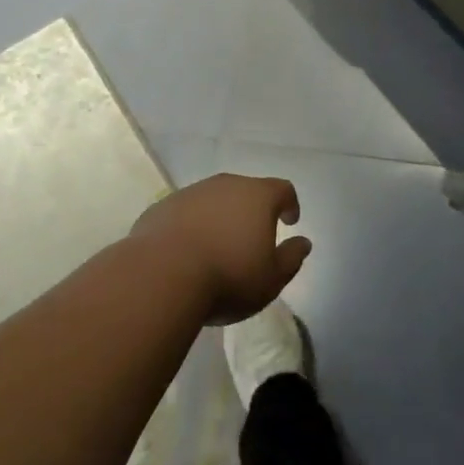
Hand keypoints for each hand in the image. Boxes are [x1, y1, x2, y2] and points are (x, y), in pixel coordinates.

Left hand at [133, 174, 308, 324]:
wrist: (160, 276)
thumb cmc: (228, 277)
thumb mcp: (271, 279)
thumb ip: (292, 258)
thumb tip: (303, 242)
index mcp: (257, 196)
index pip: (283, 189)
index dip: (290, 203)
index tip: (290, 221)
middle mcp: (225, 185)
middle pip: (246, 190)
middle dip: (253, 210)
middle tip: (253, 237)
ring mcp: (190, 193)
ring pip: (213, 200)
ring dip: (220, 217)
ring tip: (218, 247)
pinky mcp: (162, 208)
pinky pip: (185, 213)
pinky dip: (192, 226)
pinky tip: (187, 252)